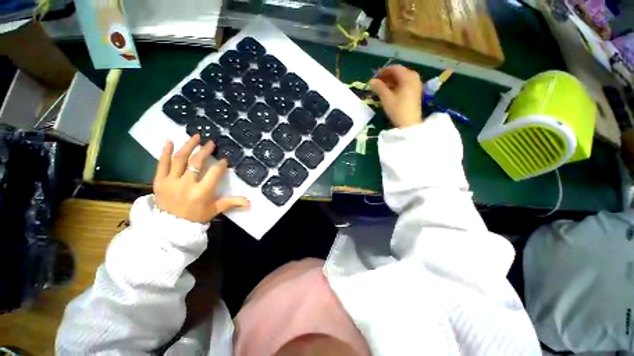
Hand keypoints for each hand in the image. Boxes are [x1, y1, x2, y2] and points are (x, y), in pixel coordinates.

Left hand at [153, 135, 249, 223]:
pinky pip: (161, 164)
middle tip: (211, 143)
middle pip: (196, 162)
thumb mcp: (216, 210)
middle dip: (205, 151)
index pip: (214, 173)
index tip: (224, 160)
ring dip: (188, 146)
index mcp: (202, 192)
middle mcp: (186, 184)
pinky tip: (170, 141)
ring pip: (179, 159)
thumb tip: (250, 203)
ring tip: (195, 136)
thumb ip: (232, 203)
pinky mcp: (159, 181)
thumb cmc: (196, 217)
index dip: (220, 165)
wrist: (170, 227)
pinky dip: (165, 152)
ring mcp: (171, 181)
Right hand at [369, 65, 422, 127]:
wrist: (409, 124)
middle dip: (388, 76)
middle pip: (400, 73)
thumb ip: (378, 87)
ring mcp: (416, 86)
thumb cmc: (397, 109)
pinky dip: (397, 86)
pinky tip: (390, 92)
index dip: (384, 70)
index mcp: (408, 77)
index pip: (396, 68)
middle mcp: (414, 79)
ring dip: (392, 81)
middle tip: (378, 81)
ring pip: (403, 79)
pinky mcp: (415, 94)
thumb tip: (371, 81)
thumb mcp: (386, 98)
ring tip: (383, 87)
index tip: (375, 75)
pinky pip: (406, 85)